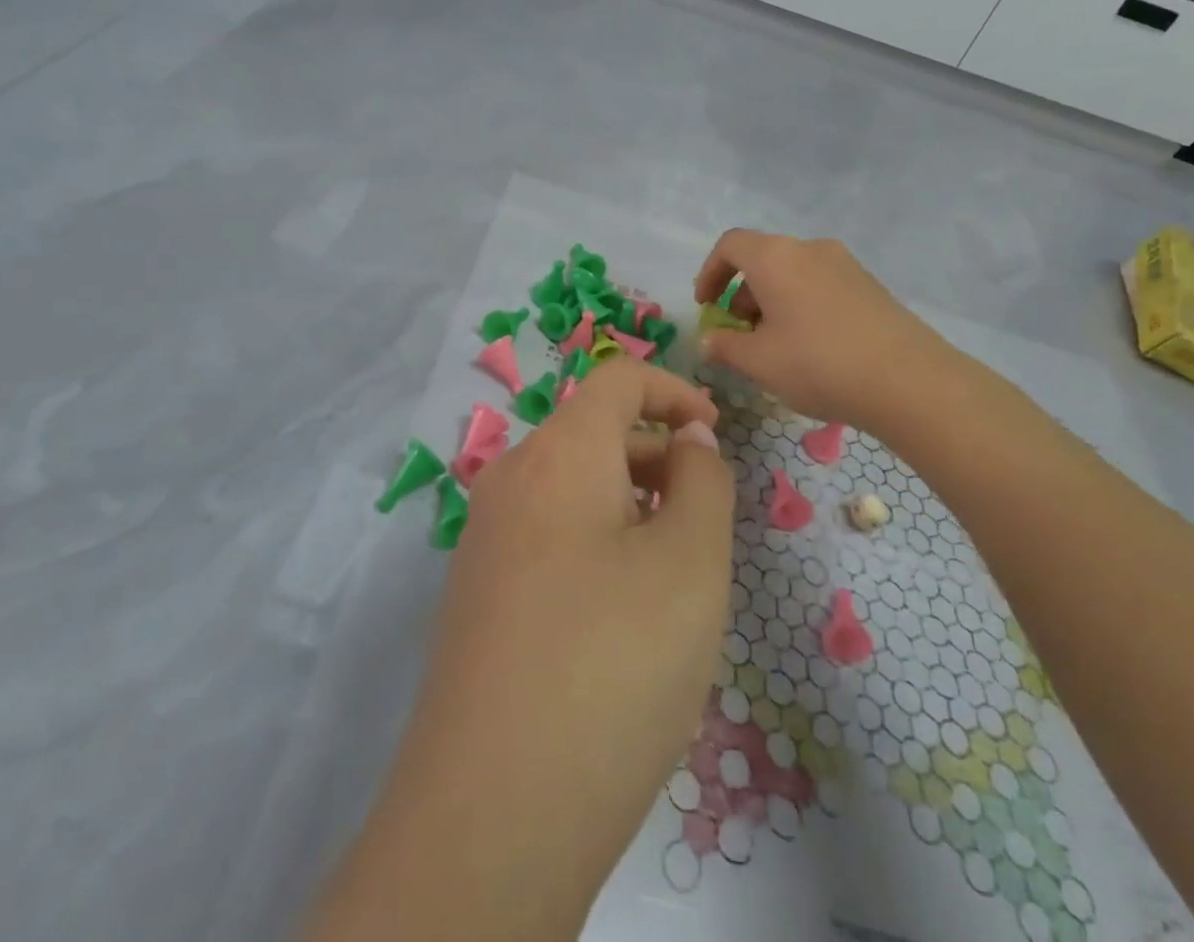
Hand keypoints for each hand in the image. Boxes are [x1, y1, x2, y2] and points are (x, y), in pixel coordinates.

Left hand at [311, 359, 733, 940]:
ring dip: (629, 506)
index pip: (617, 378)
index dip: (675, 390)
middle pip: (593, 434)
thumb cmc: (612, 665)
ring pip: (572, 488)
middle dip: (657, 458)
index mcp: (558, 454)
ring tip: (671, 580)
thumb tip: (688, 439)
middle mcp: (510, 479)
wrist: (491, 816)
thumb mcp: (691, 563)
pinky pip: (547, 535)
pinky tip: (618, 620)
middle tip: (705, 527)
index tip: (717, 433)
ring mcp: (484, 538)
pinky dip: (595, 543)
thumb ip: (703, 481)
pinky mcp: (476, 593)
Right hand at [693, 229, 972, 436]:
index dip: (710, 272)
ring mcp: (844, 264)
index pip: (730, 245)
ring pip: (793, 272)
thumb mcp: (758, 362)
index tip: (706, 306)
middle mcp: (809, 249)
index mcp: (775, 257)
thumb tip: (709, 339)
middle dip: (742, 292)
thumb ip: (724, 346)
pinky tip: (812, 346)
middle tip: (740, 332)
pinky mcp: (870, 285)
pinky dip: (802, 304)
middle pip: (763, 258)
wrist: (909, 380)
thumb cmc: (818, 363)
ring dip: (773, 300)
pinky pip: (821, 284)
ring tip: (775, 344)